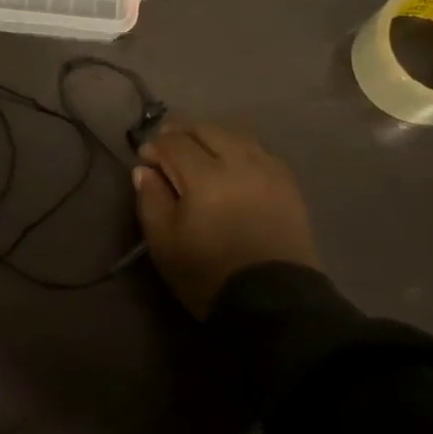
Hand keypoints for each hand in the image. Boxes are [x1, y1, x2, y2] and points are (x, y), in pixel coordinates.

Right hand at [132, 121, 319, 318]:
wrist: (274, 303)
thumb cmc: (209, 274)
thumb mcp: (164, 243)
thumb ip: (151, 200)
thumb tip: (144, 170)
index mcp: (205, 177)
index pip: (174, 143)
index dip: (155, 146)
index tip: (146, 159)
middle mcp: (239, 163)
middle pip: (206, 130)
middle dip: (183, 133)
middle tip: (168, 148)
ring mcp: (268, 170)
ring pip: (236, 135)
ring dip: (212, 137)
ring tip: (200, 151)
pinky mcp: (288, 184)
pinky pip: (259, 151)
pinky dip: (239, 149)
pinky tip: (232, 163)